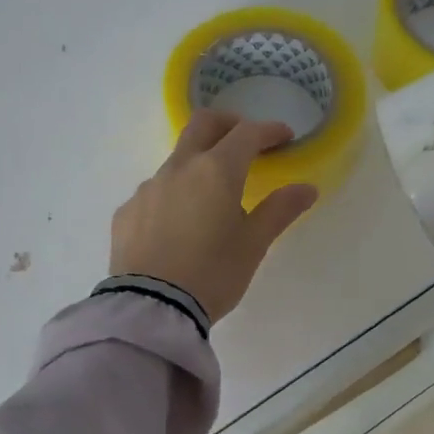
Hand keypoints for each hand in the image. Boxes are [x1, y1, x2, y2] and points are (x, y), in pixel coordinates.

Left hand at [111, 111, 318, 322]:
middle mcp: (178, 168)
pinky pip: (155, 191)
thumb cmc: (213, 274)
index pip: (247, 134)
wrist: (151, 309)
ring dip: (199, 164)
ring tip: (213, 196)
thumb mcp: (253, 244)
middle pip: (203, 124)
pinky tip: (179, 225)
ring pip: (177, 159)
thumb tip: (306, 188)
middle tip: (247, 141)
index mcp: (216, 171)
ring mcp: (148, 188)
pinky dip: (174, 195)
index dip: (269, 131)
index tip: (285, 137)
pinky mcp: (127, 211)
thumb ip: (279, 210)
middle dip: (229, 124)